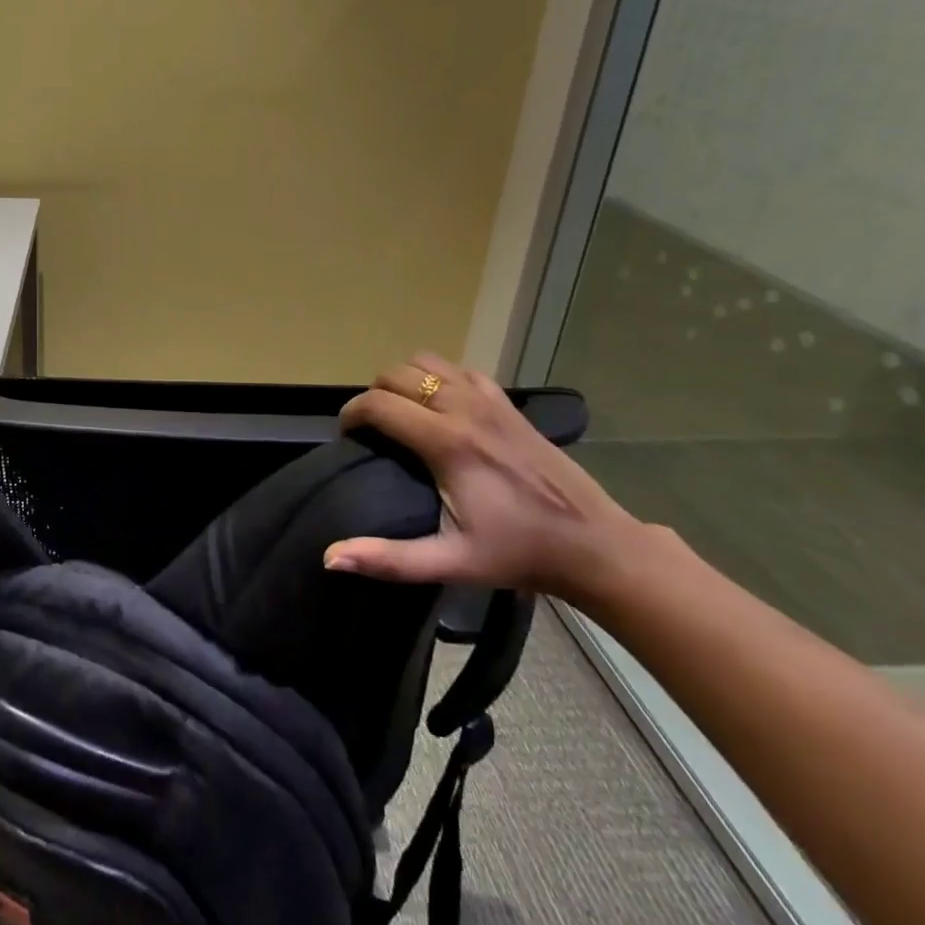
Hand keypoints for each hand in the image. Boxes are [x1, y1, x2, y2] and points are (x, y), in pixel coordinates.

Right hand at [322, 353, 647, 602]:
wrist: (594, 545)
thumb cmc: (518, 554)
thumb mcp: (451, 562)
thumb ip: (389, 559)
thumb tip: (331, 558)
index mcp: (447, 442)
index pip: (378, 404)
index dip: (350, 414)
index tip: (346, 437)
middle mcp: (465, 408)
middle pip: (397, 375)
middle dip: (374, 395)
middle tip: (371, 430)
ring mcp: (490, 400)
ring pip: (427, 362)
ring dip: (405, 381)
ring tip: (402, 413)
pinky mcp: (509, 403)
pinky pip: (461, 370)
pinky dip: (440, 378)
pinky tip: (443, 407)